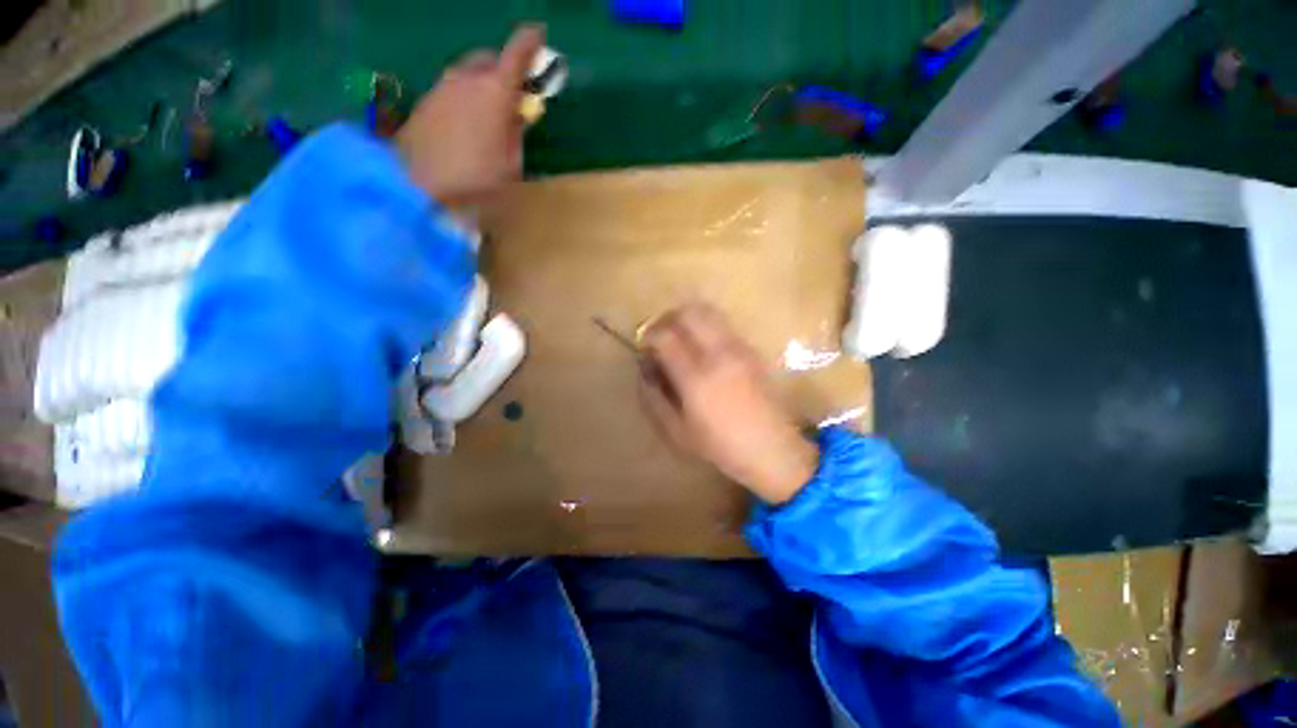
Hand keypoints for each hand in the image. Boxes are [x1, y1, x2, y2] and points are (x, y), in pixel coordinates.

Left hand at [396, 25, 544, 204]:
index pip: (516, 53)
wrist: (418, 184)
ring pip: (468, 73)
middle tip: (512, 95)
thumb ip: (516, 133)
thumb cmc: (476, 179)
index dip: (530, 42)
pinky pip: (452, 89)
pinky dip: (464, 97)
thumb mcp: (511, 164)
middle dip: (504, 70)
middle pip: (489, 60)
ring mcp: (442, 87)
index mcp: (495, 92)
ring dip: (482, 84)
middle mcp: (467, 79)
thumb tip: (518, 114)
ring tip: (487, 114)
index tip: (538, 34)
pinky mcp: (426, 100)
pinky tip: (465, 124)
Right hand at [639, 302, 818, 504]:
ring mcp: (738, 348)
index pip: (665, 337)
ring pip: (709, 312)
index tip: (643, 345)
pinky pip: (723, 325)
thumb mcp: (676, 431)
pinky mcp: (751, 349)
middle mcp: (718, 354)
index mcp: (696, 377)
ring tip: (679, 336)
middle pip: (689, 313)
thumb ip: (654, 398)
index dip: (648, 335)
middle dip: (668, 318)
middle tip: (659, 334)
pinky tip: (702, 347)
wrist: (772, 449)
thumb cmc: (720, 446)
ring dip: (688, 318)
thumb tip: (643, 369)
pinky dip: (706, 326)